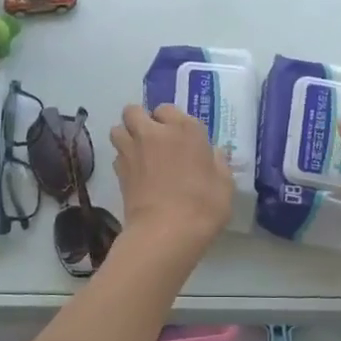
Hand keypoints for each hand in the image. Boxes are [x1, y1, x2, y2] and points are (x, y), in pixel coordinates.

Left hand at [110, 104, 234, 249]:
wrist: (167, 231)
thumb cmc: (203, 205)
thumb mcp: (224, 183)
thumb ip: (217, 162)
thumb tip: (212, 154)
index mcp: (184, 129)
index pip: (167, 109)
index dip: (170, 120)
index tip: (178, 136)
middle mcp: (154, 132)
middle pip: (134, 111)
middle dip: (139, 120)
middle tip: (152, 138)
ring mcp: (133, 150)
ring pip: (118, 129)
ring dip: (125, 136)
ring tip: (138, 152)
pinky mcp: (119, 171)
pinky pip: (116, 155)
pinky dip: (123, 159)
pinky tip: (134, 174)